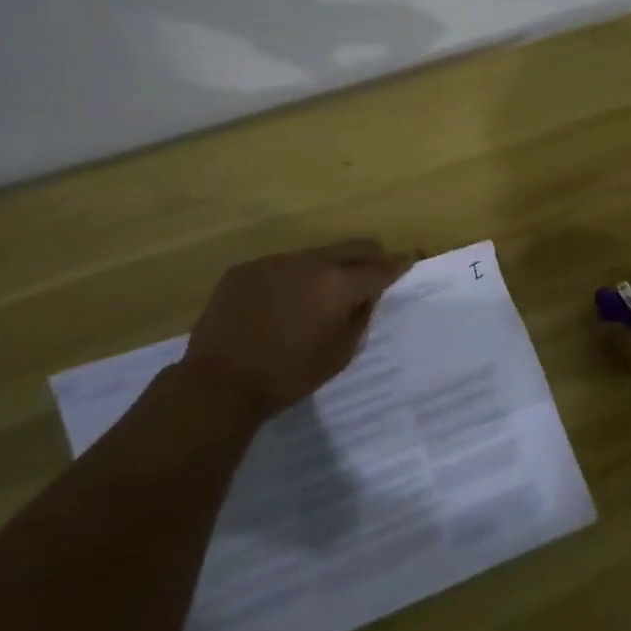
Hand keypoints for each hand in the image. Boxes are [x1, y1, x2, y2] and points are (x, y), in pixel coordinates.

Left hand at [180, 239, 413, 426]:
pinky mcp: (245, 269)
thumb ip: (361, 316)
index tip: (411, 258)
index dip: (399, 263)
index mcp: (338, 284)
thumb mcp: (340, 353)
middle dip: (369, 257)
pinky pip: (281, 266)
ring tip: (320, 295)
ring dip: (327, 269)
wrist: (219, 383)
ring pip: (315, 255)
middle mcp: (309, 262)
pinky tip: (281, 304)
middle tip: (374, 272)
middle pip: (352, 247)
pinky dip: (291, 279)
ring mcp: (274, 262)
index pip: (380, 267)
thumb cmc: (289, 375)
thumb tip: (366, 295)